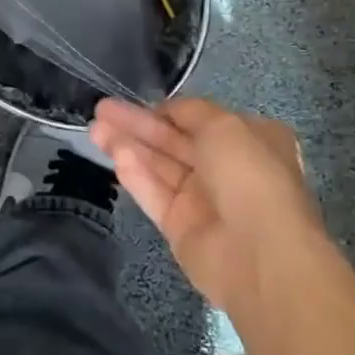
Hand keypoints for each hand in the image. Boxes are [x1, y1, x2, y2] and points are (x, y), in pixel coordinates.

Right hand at [89, 98, 324, 311]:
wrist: (259, 254)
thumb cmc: (248, 175)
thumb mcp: (223, 124)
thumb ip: (189, 111)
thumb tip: (165, 110)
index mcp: (248, 140)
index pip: (198, 119)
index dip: (165, 110)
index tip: (134, 101)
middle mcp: (226, 168)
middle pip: (172, 141)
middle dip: (137, 125)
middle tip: (100, 110)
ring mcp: (202, 199)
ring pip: (159, 166)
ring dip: (128, 145)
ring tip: (94, 130)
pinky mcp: (181, 227)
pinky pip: (155, 195)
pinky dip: (136, 176)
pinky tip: (115, 158)